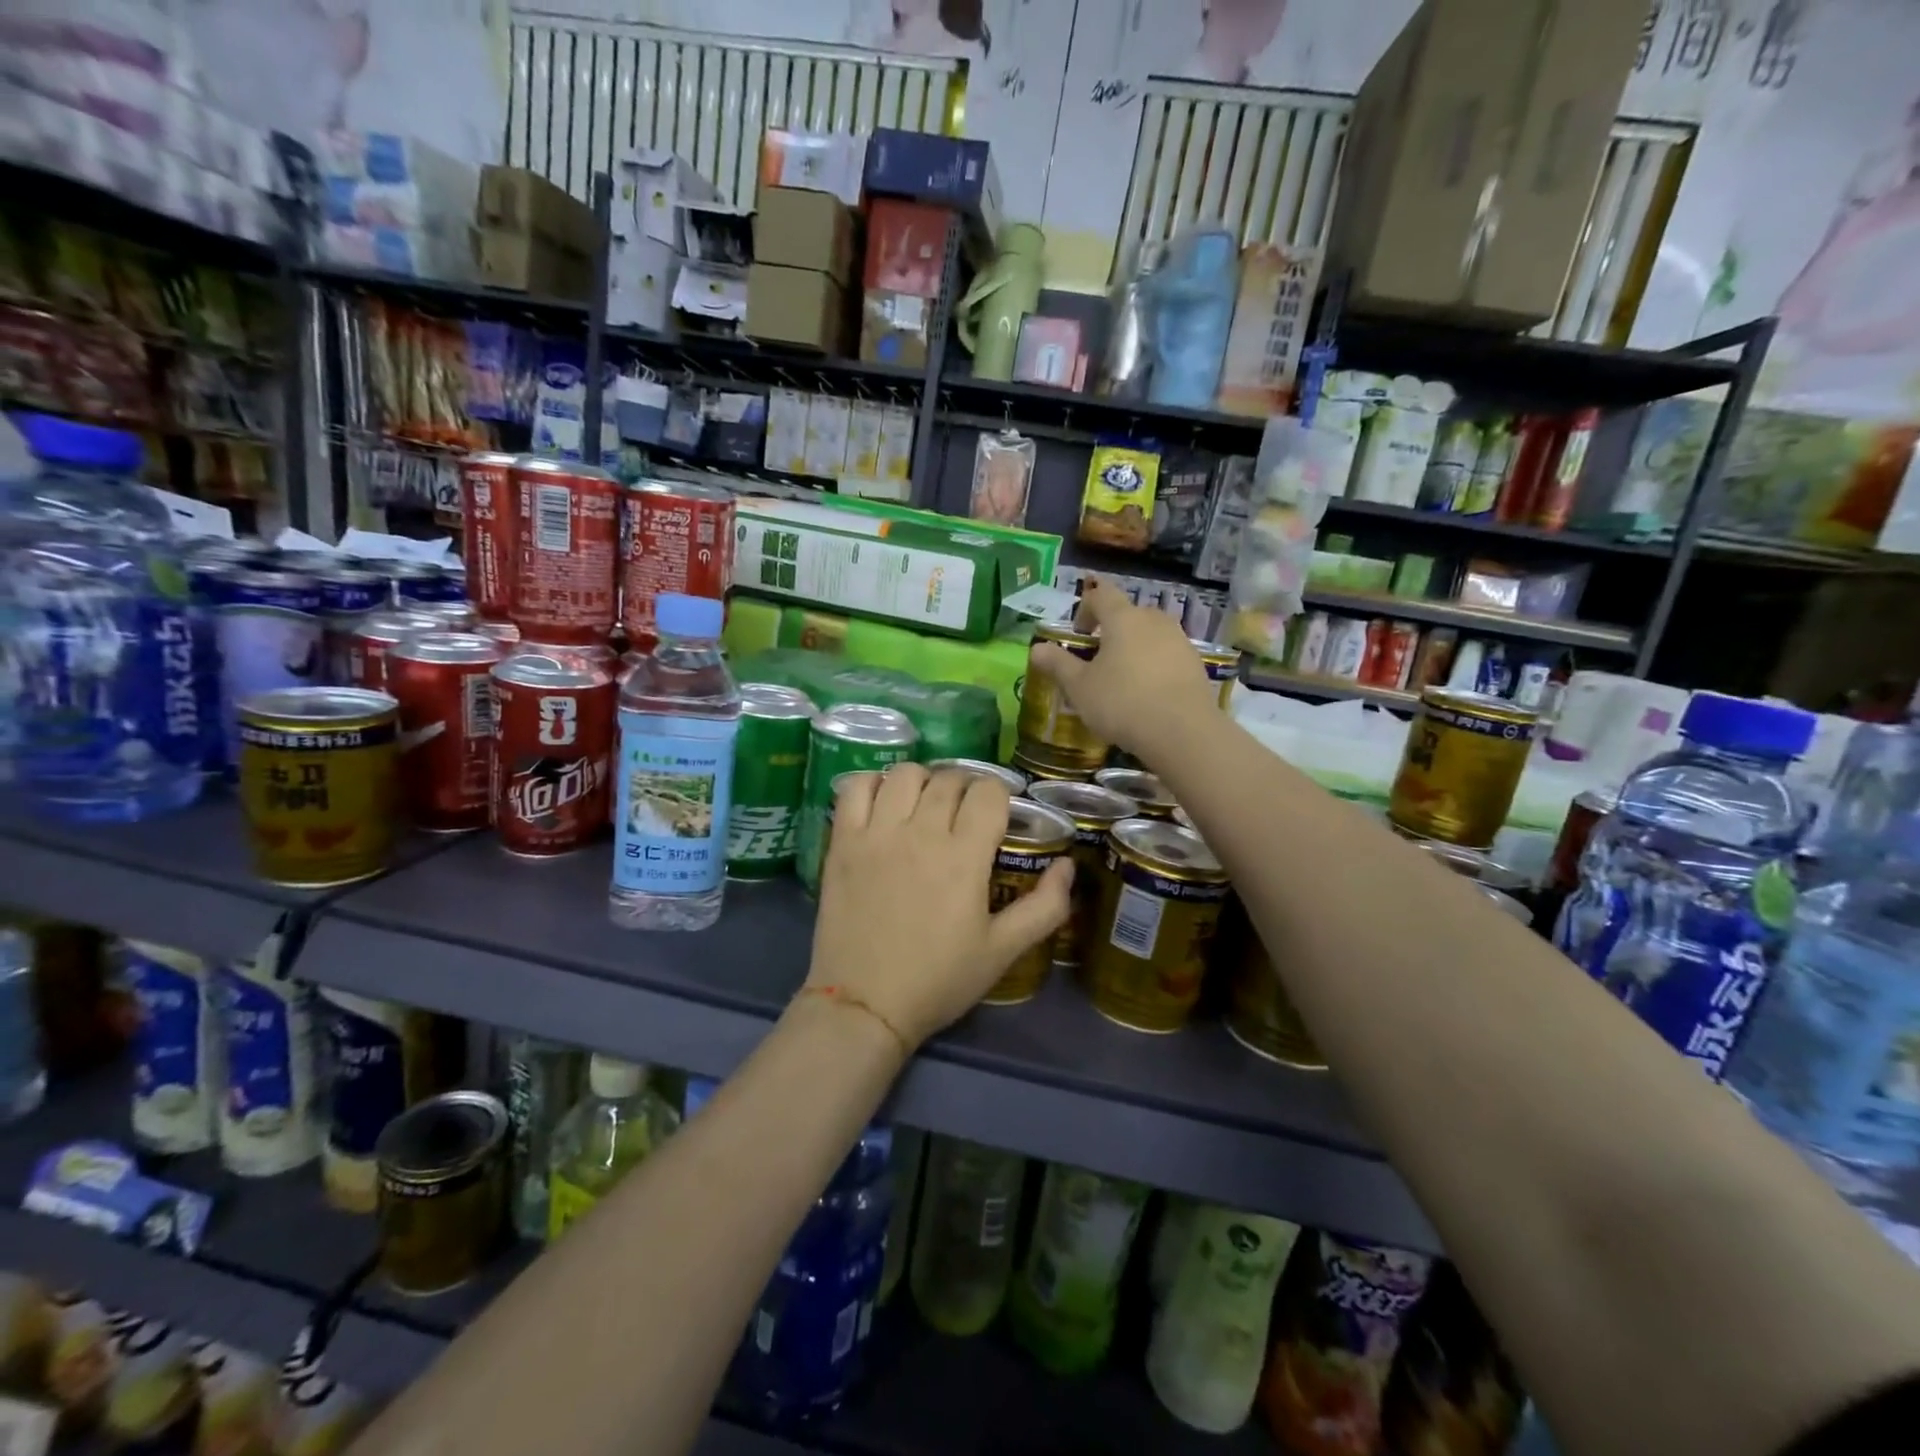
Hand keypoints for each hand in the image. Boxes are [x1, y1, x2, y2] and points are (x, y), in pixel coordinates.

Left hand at [805, 765, 1072, 1049]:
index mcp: (964, 857)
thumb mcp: (1003, 951)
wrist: (865, 1005)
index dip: (998, 796)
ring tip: (924, 805)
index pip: (988, 792)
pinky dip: (873, 783)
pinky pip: (856, 787)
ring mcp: (876, 834)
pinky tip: (883, 804)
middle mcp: (921, 833)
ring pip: (905, 774)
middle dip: (965, 788)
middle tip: (964, 814)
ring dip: (924, 781)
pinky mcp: (842, 842)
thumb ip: (1045, 907)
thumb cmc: (939, 979)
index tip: (996, 815)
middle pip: (949, 779)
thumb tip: (1068, 865)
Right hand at [1030, 578, 1214, 760]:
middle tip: (1096, 660)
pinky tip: (1147, 695)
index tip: (1078, 635)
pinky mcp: (1196, 664)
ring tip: (1122, 680)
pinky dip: (1154, 666)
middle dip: (1110, 631)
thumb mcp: (1079, 687)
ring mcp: (1179, 640)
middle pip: (1128, 614)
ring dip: (1133, 649)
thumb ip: (1058, 664)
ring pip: (1150, 635)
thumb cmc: (1122, 703)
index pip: (1101, 594)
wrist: (1183, 732)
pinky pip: (1167, 655)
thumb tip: (1036, 648)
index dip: (1085, 608)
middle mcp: (1154, 620)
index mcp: (1123, 618)